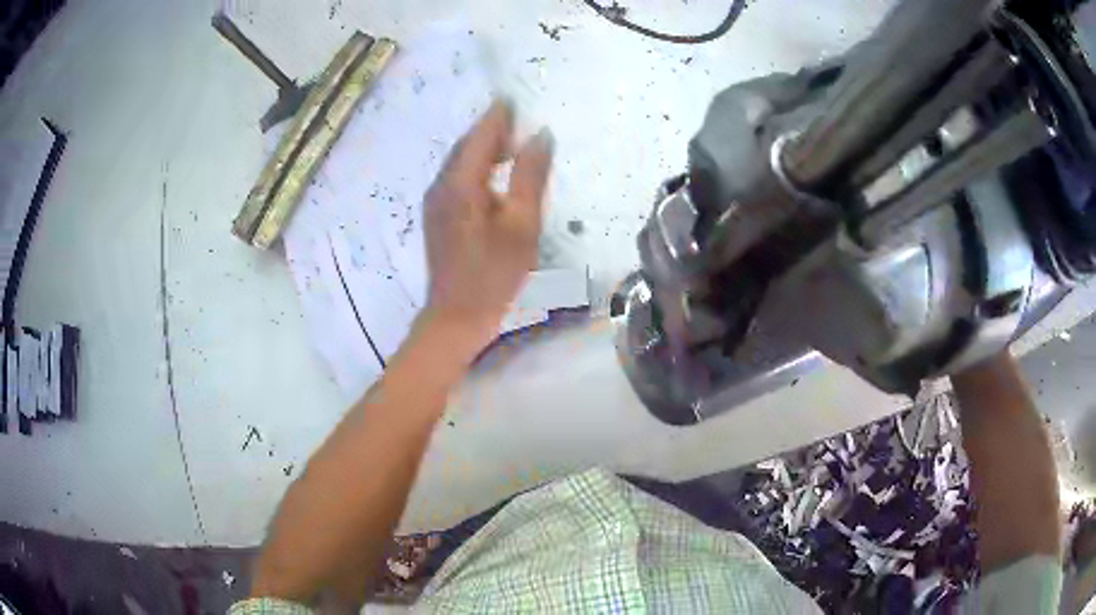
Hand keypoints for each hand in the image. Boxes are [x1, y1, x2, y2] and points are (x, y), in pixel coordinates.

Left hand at [421, 99, 553, 349]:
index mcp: (461, 183)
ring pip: (460, 162)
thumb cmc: (494, 273)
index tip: (513, 97)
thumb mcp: (522, 224)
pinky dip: (476, 168)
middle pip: (466, 146)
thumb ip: (530, 175)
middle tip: (517, 119)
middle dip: (490, 129)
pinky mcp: (437, 217)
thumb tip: (541, 135)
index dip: (498, 115)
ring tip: (511, 145)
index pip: (481, 135)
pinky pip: (457, 179)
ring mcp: (435, 202)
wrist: (456, 315)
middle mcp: (441, 185)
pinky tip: (493, 177)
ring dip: (483, 148)